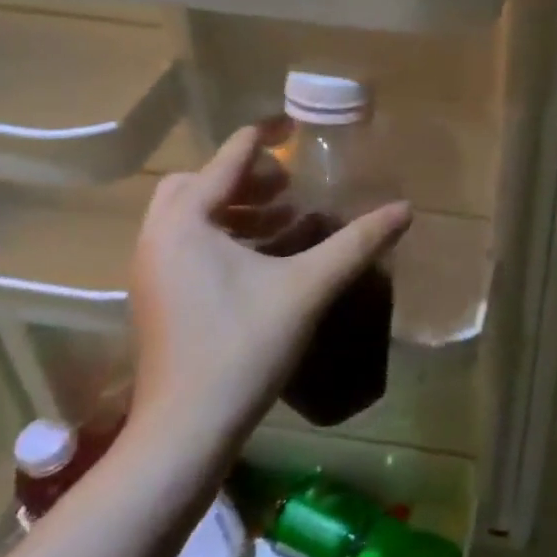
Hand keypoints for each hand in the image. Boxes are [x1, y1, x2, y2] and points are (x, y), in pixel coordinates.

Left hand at [128, 127, 410, 453]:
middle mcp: (158, 237)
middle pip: (199, 183)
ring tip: (285, 218)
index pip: (229, 157)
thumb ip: (356, 243)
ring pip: (191, 216)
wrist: (185, 431)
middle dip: (246, 176)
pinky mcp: (157, 298)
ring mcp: (151, 270)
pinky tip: (264, 259)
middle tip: (288, 186)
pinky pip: (188, 244)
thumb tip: (404, 210)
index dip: (266, 136)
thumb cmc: (243, 347)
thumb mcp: (307, 287)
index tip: (296, 124)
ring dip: (236, 207)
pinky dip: (224, 236)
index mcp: (186, 221)